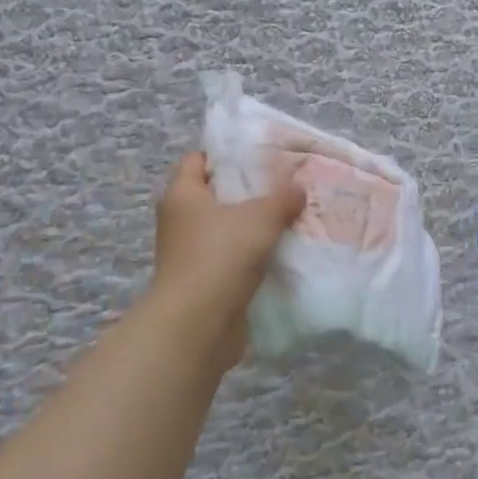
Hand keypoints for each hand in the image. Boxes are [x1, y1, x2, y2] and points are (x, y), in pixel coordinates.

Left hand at [149, 154, 305, 366]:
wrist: (197, 324)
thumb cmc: (220, 256)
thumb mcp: (260, 218)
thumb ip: (282, 199)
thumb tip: (298, 189)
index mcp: (182, 195)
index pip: (196, 161)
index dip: (223, 154)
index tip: (256, 154)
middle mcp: (179, 221)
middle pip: (212, 195)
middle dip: (244, 190)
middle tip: (280, 184)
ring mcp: (188, 254)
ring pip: (223, 229)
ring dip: (249, 226)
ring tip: (287, 216)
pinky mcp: (202, 282)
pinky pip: (229, 258)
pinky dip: (250, 255)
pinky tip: (279, 252)